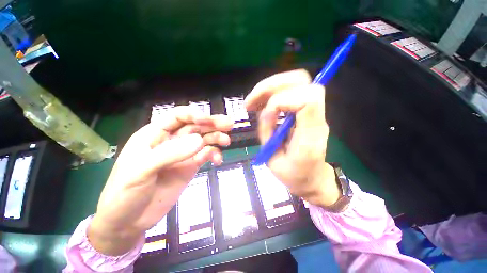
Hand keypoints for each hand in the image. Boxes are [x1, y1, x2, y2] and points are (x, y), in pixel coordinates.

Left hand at [88, 106, 233, 255]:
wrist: (128, 221)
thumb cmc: (124, 193)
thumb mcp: (141, 171)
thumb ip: (170, 154)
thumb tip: (200, 140)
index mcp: (155, 135)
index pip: (177, 117)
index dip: (194, 115)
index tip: (209, 121)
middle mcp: (172, 141)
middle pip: (195, 126)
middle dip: (212, 123)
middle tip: (229, 124)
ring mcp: (183, 154)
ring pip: (203, 140)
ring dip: (216, 138)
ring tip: (227, 141)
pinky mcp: (190, 166)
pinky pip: (206, 155)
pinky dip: (214, 155)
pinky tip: (218, 161)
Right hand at [245, 69, 339, 207]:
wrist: (312, 178)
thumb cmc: (294, 175)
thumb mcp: (274, 161)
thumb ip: (268, 135)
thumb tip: (264, 112)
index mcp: (311, 134)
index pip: (307, 99)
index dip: (281, 101)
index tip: (265, 115)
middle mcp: (315, 118)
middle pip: (302, 81)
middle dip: (271, 86)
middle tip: (251, 101)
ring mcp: (312, 112)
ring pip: (296, 81)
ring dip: (269, 87)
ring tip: (252, 103)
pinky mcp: (305, 111)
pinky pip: (291, 90)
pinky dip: (272, 92)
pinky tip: (260, 104)